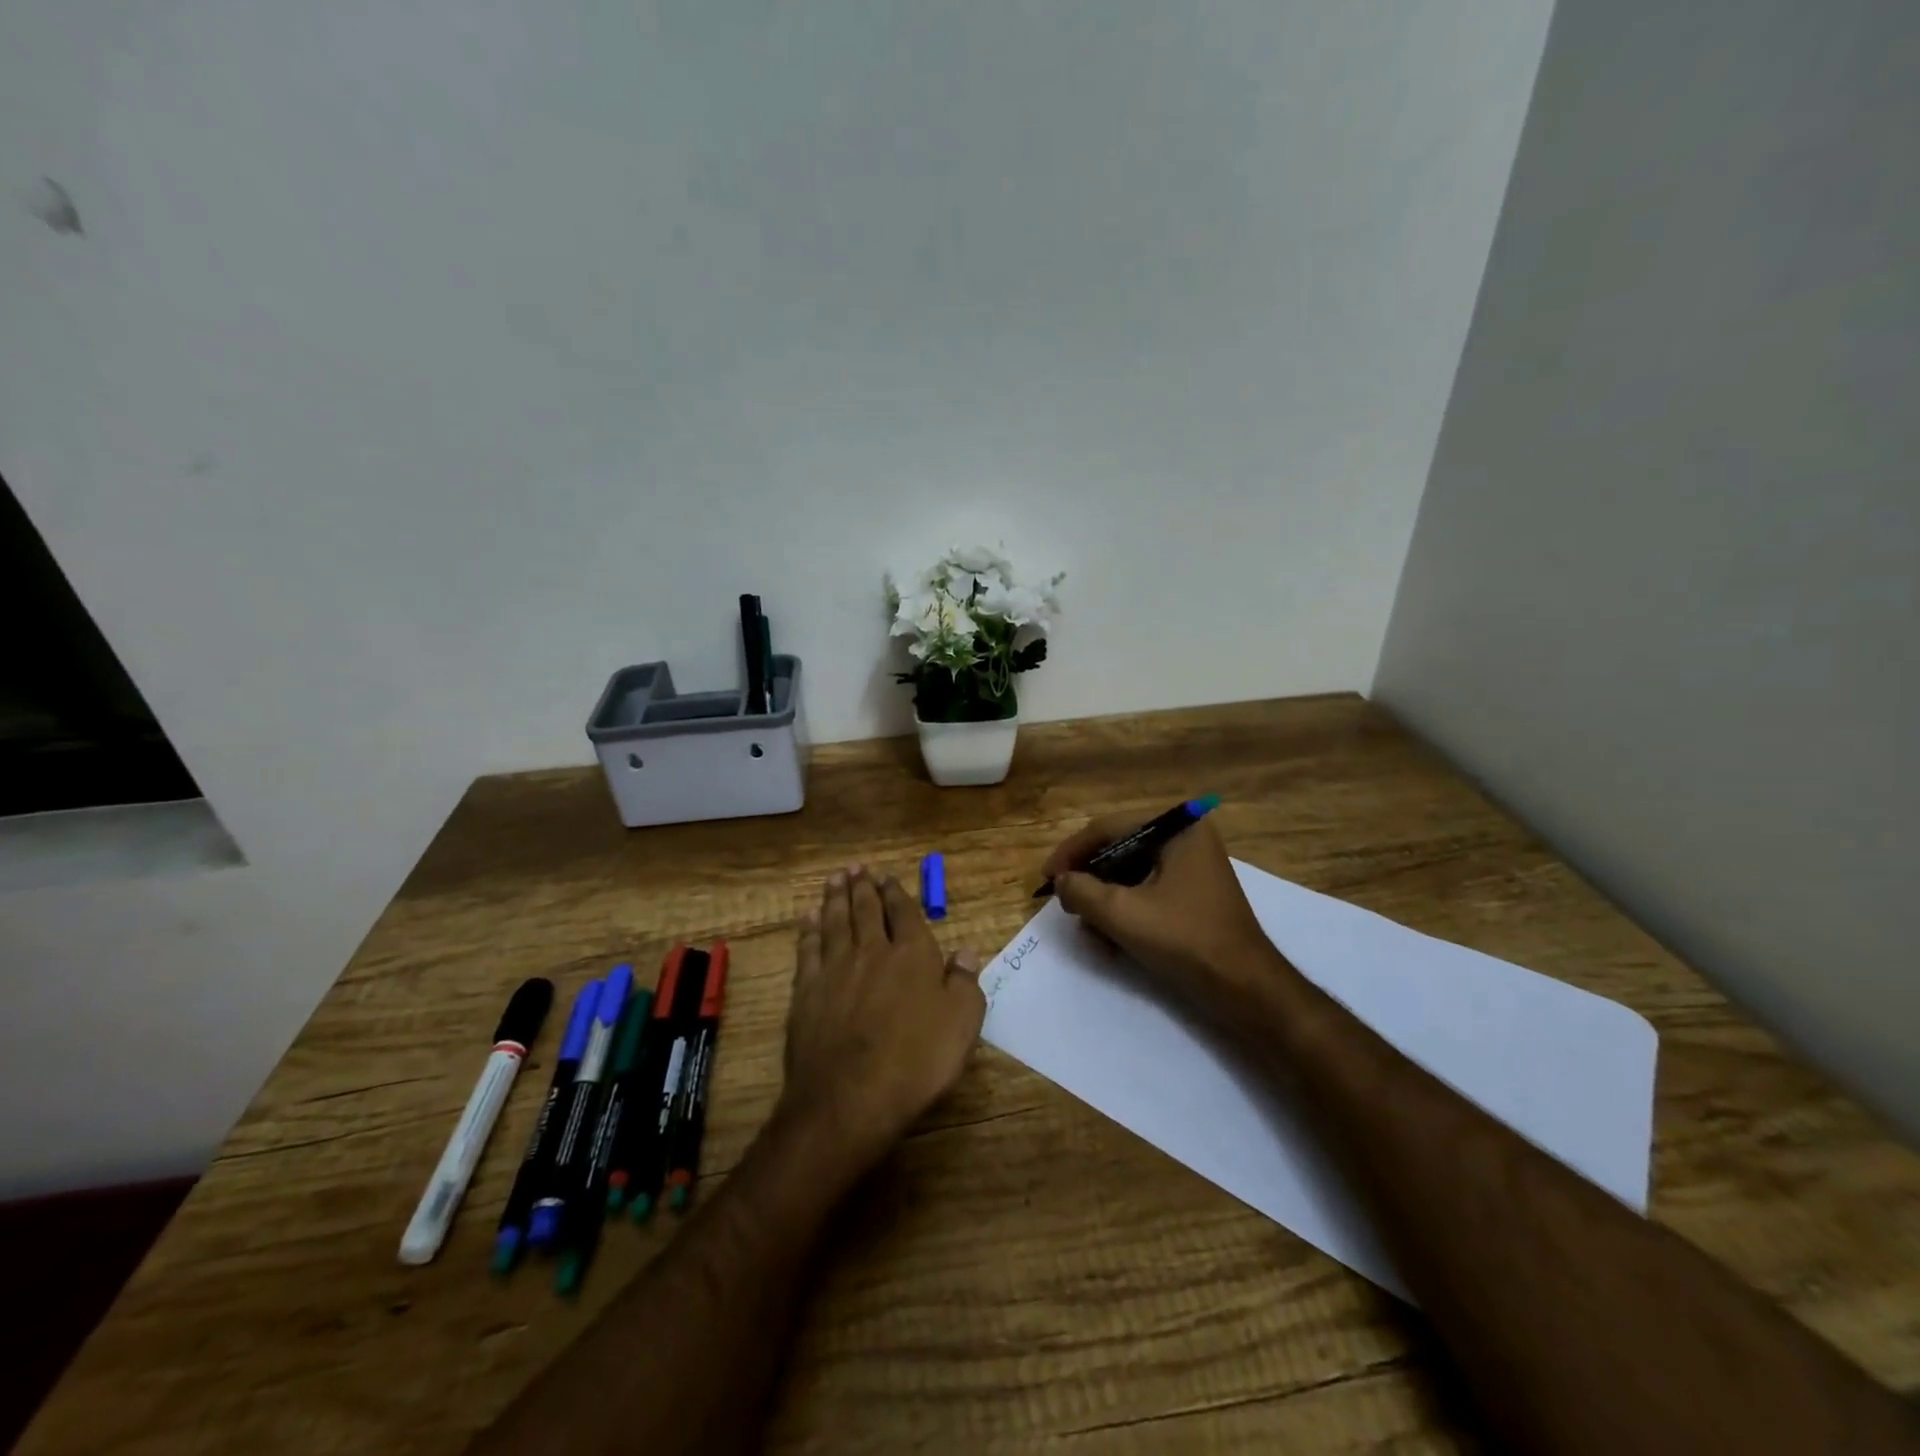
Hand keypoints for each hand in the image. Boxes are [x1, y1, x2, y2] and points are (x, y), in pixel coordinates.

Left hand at [781, 866, 984, 1170]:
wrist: (850, 1096)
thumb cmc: (916, 1060)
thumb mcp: (961, 1024)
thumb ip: (965, 983)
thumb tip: (966, 951)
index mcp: (912, 954)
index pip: (904, 913)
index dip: (896, 893)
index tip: (888, 877)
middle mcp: (872, 951)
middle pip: (866, 910)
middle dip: (863, 886)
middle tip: (858, 868)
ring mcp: (835, 969)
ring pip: (835, 922)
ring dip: (836, 898)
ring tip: (836, 879)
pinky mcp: (807, 990)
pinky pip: (808, 949)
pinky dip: (809, 930)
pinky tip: (809, 918)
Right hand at [1043, 812, 1278, 1009]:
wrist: (1245, 989)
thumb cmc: (1185, 940)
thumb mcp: (1122, 913)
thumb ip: (1081, 891)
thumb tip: (1062, 881)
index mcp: (1177, 828)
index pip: (1109, 828)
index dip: (1071, 852)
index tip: (1047, 878)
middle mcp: (1187, 838)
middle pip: (1119, 849)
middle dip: (1089, 880)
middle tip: (1065, 903)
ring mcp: (1192, 867)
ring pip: (1130, 874)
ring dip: (1104, 900)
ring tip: (1088, 928)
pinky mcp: (1192, 894)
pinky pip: (1147, 891)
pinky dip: (1125, 910)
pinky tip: (1110, 939)